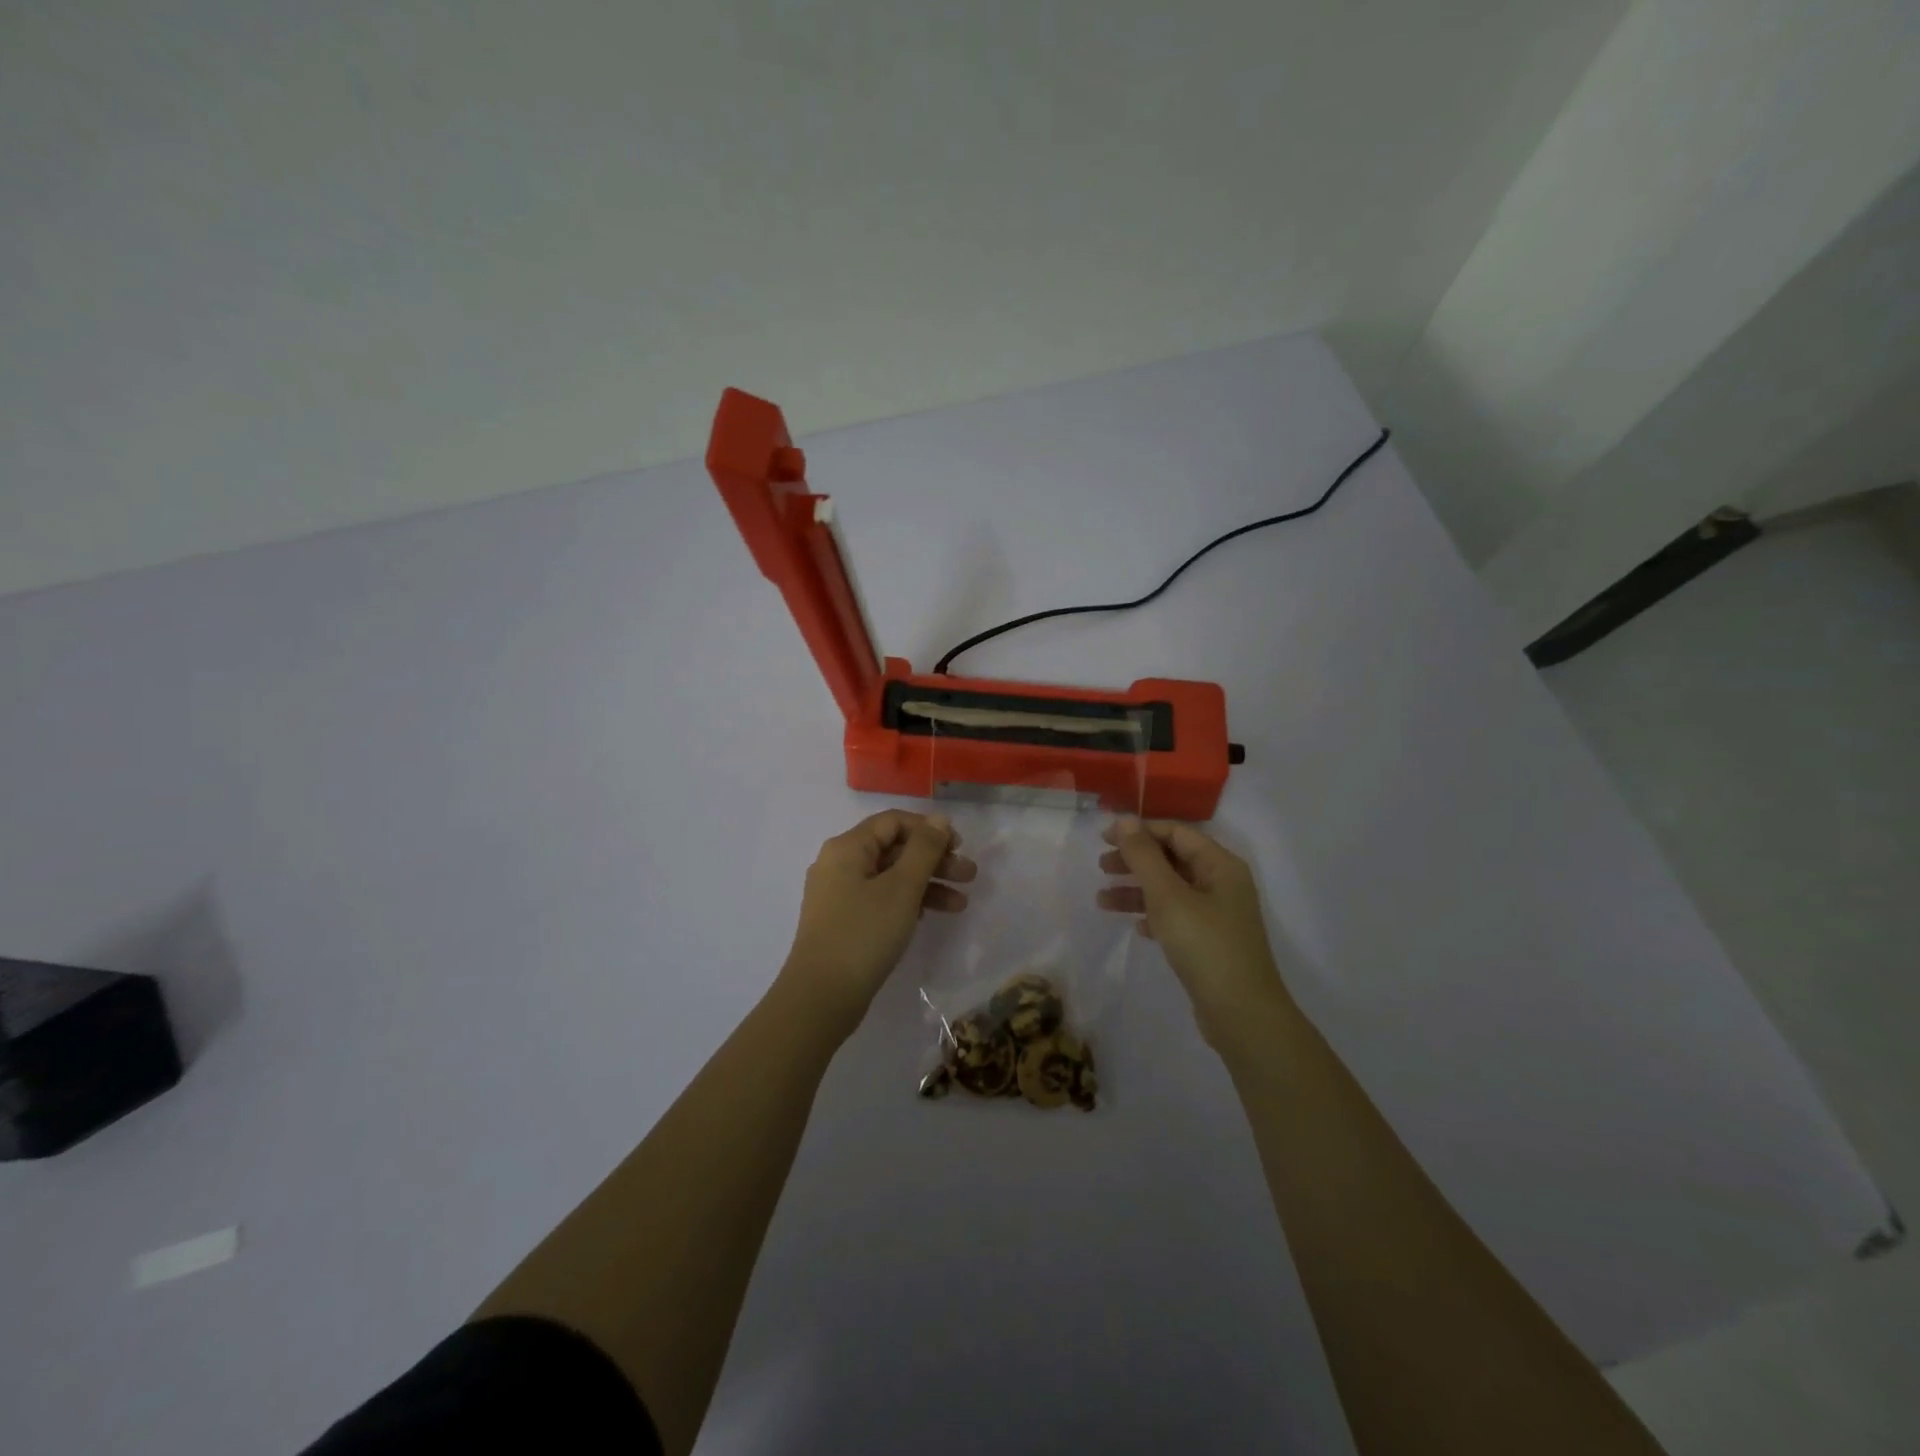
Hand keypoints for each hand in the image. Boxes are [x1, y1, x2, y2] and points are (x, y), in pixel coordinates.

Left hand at [779, 810, 975, 1038]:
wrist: (821, 997)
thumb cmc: (864, 934)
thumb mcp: (902, 887)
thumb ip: (924, 849)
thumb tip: (939, 820)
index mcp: (847, 847)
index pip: (893, 822)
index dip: (929, 829)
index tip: (959, 846)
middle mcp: (839, 864)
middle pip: (893, 849)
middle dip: (934, 860)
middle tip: (969, 876)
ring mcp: (838, 895)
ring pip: (890, 877)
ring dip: (926, 884)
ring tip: (961, 903)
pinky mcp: (843, 922)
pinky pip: (880, 899)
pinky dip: (907, 903)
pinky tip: (931, 916)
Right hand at [1098, 816, 1291, 1050]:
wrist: (1242, 1014)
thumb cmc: (1205, 945)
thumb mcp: (1168, 896)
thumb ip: (1144, 856)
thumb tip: (1124, 819)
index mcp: (1220, 865)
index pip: (1176, 833)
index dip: (1139, 832)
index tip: (1103, 839)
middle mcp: (1223, 883)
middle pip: (1172, 859)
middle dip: (1135, 861)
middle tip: (1101, 867)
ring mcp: (1218, 914)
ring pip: (1171, 890)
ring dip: (1137, 890)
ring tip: (1103, 901)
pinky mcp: (1211, 942)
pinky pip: (1177, 916)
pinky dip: (1153, 915)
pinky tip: (1136, 926)